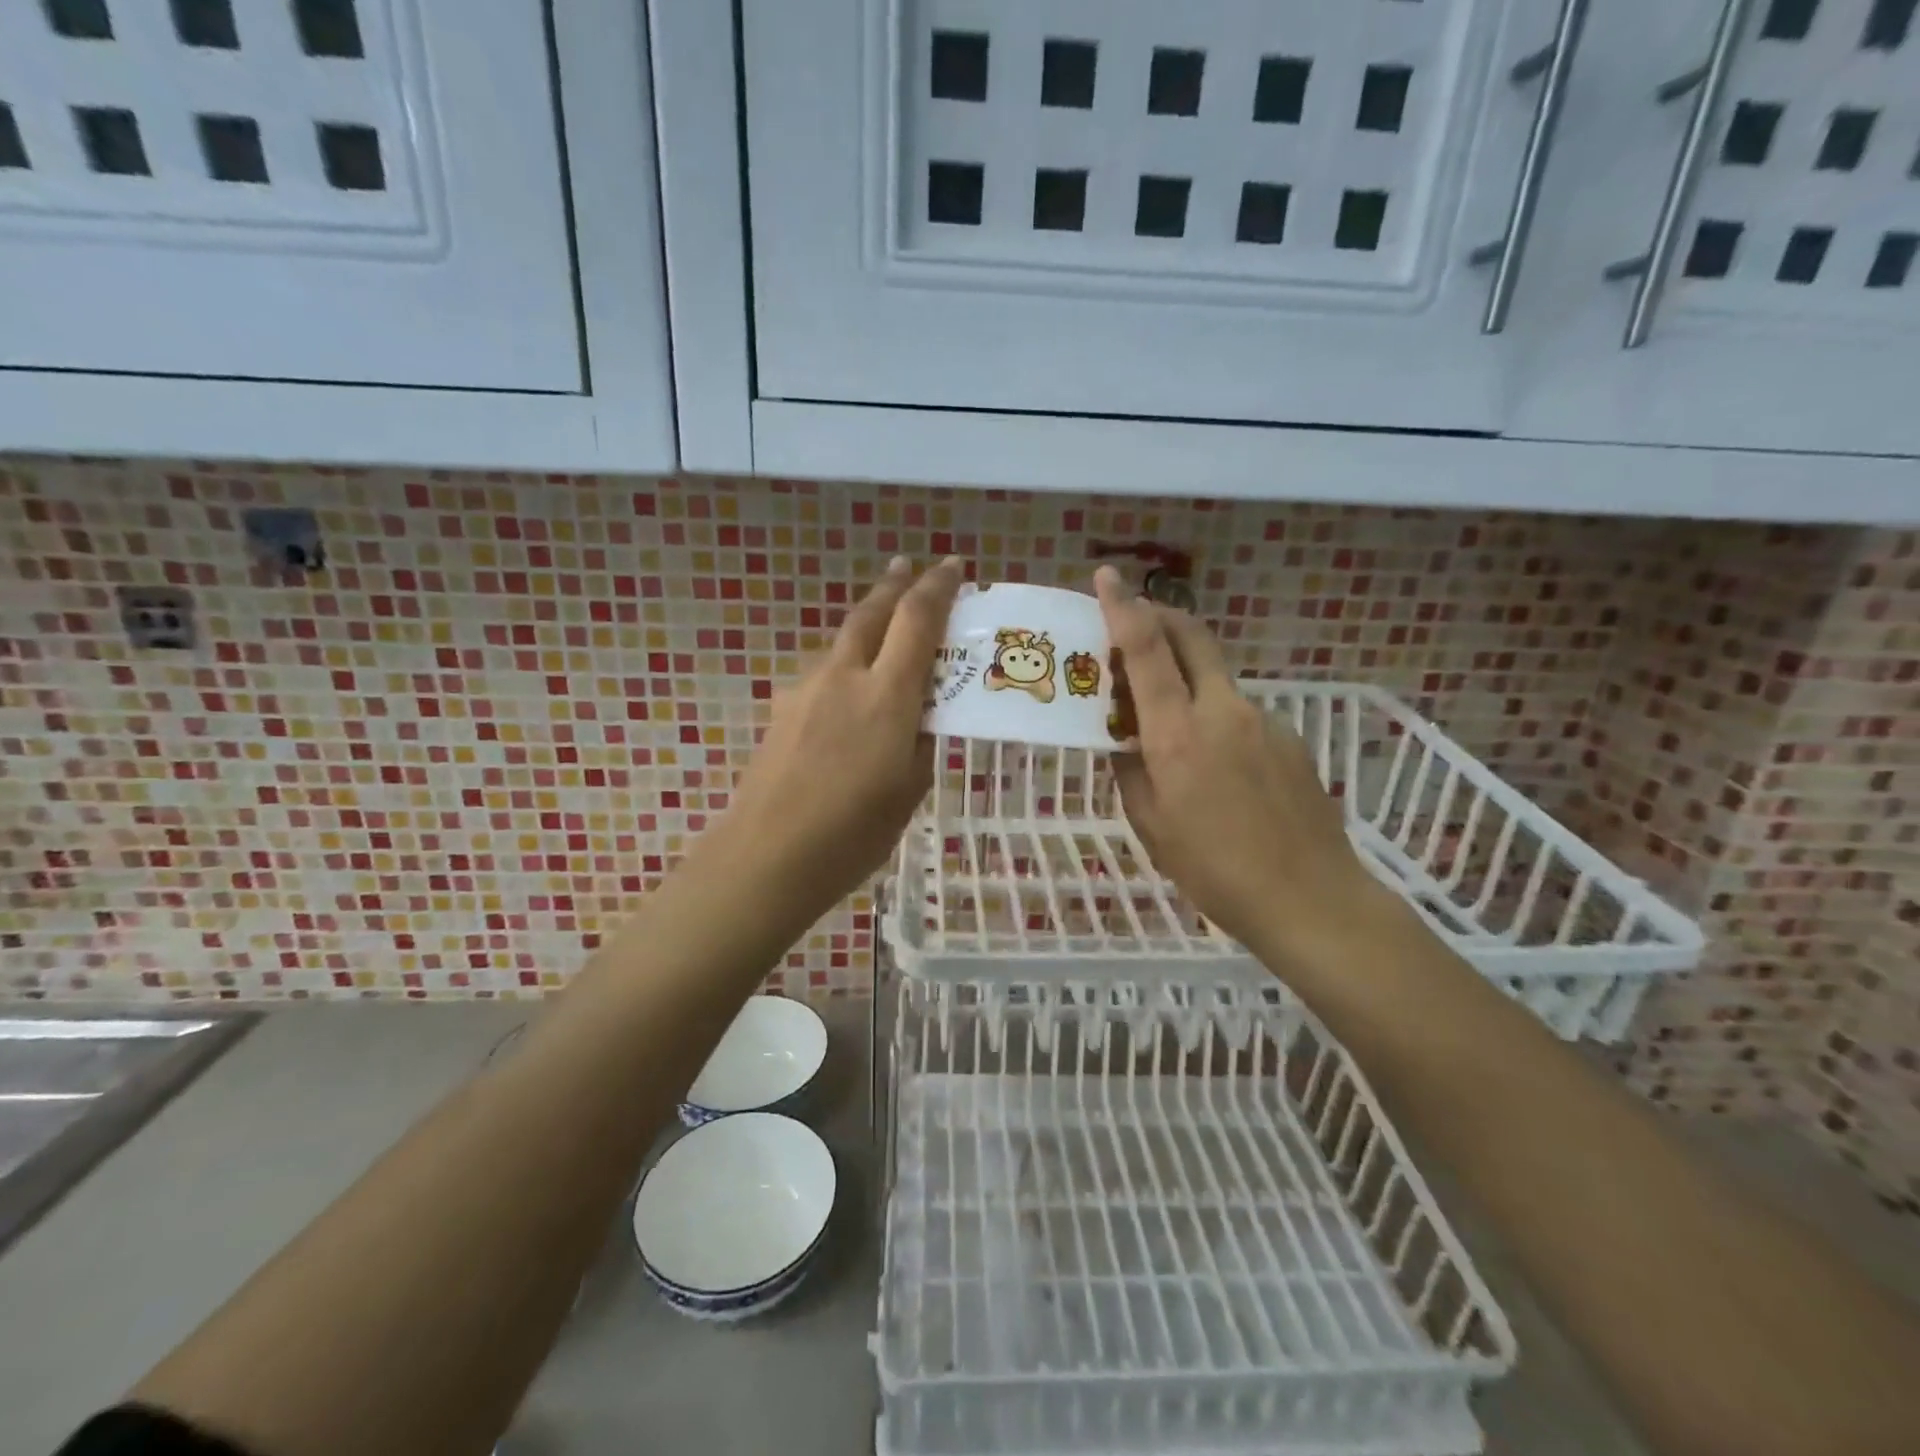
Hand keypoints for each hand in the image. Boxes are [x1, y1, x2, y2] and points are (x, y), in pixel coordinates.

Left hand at [717, 556, 964, 914]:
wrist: (768, 855)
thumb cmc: (853, 832)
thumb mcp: (910, 788)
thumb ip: (921, 739)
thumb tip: (921, 714)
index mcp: (887, 695)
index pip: (917, 619)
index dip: (938, 587)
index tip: (954, 566)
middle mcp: (845, 676)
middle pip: (871, 613)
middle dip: (894, 584)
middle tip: (910, 566)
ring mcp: (807, 689)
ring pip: (843, 640)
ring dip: (867, 622)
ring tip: (883, 623)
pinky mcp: (783, 708)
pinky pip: (823, 670)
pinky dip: (844, 661)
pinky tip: (847, 686)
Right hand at [1094, 566, 1384, 960]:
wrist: (1311, 899)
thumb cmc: (1215, 870)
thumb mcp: (1151, 826)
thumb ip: (1130, 773)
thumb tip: (1123, 744)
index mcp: (1178, 734)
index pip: (1147, 650)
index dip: (1124, 608)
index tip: (1107, 576)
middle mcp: (1222, 711)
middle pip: (1192, 636)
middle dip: (1159, 615)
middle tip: (1131, 624)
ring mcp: (1262, 720)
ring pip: (1214, 673)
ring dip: (1183, 670)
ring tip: (1162, 712)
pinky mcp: (1287, 737)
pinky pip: (1237, 708)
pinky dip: (1210, 709)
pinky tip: (1210, 759)